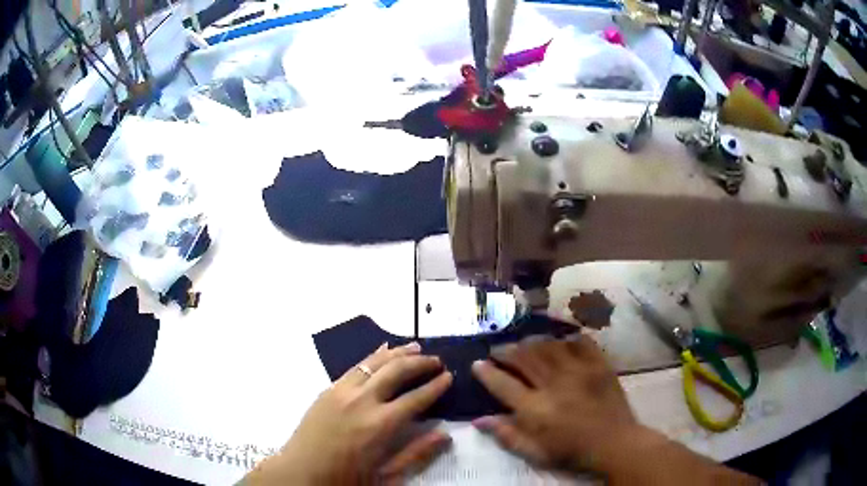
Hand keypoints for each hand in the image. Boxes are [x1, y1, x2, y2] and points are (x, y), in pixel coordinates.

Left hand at [245, 342, 453, 484]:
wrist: (300, 472)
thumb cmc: (346, 478)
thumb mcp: (387, 475)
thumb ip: (417, 453)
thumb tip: (445, 435)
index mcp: (381, 425)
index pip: (417, 398)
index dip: (436, 386)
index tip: (450, 376)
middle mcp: (363, 401)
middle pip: (397, 371)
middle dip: (421, 363)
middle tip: (438, 360)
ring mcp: (342, 391)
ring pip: (375, 362)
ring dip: (398, 353)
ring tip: (416, 347)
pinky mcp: (328, 389)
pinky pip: (355, 366)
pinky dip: (373, 356)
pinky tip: (382, 352)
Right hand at [470, 336, 641, 472]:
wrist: (615, 443)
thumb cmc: (571, 452)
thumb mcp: (535, 453)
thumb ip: (506, 435)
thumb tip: (478, 420)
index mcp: (536, 410)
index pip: (503, 384)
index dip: (486, 372)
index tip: (477, 363)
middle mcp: (554, 384)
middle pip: (523, 358)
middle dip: (505, 350)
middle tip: (497, 350)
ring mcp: (579, 371)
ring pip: (548, 345)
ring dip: (531, 342)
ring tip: (523, 344)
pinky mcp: (599, 364)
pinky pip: (580, 341)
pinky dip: (567, 338)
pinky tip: (559, 341)